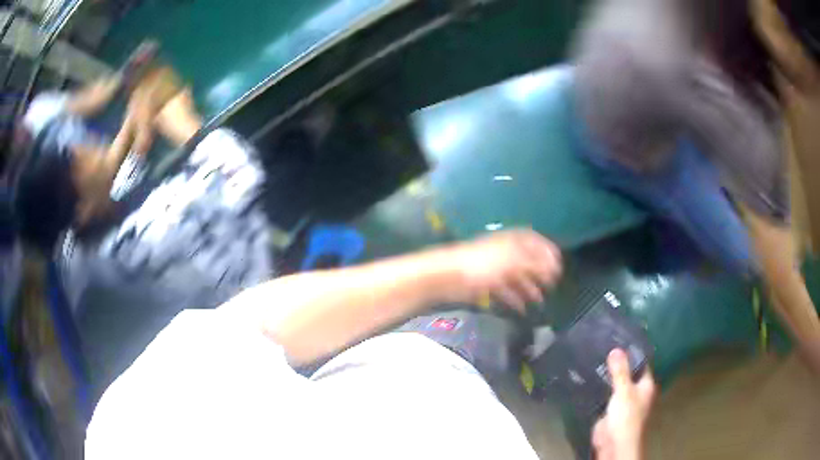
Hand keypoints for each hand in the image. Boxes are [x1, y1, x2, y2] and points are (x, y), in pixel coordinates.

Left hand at [444, 229, 561, 311]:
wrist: (449, 277)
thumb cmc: (483, 265)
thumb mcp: (513, 262)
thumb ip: (535, 263)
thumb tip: (555, 264)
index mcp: (512, 242)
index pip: (534, 241)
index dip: (547, 251)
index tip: (559, 265)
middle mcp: (505, 253)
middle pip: (527, 261)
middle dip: (540, 273)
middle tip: (552, 285)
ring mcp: (495, 269)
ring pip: (516, 278)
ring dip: (529, 288)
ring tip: (540, 301)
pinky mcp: (485, 284)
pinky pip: (504, 291)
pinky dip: (513, 299)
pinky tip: (521, 309)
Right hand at [592, 350, 655, 459]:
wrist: (614, 443)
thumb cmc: (626, 415)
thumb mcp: (624, 390)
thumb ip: (620, 371)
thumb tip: (616, 348)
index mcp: (646, 385)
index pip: (642, 363)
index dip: (633, 352)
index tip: (620, 339)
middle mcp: (637, 391)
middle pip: (628, 373)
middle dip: (618, 364)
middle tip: (604, 346)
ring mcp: (623, 401)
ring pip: (616, 384)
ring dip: (608, 376)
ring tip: (595, 358)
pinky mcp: (610, 410)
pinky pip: (606, 395)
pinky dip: (600, 388)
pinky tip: (590, 378)